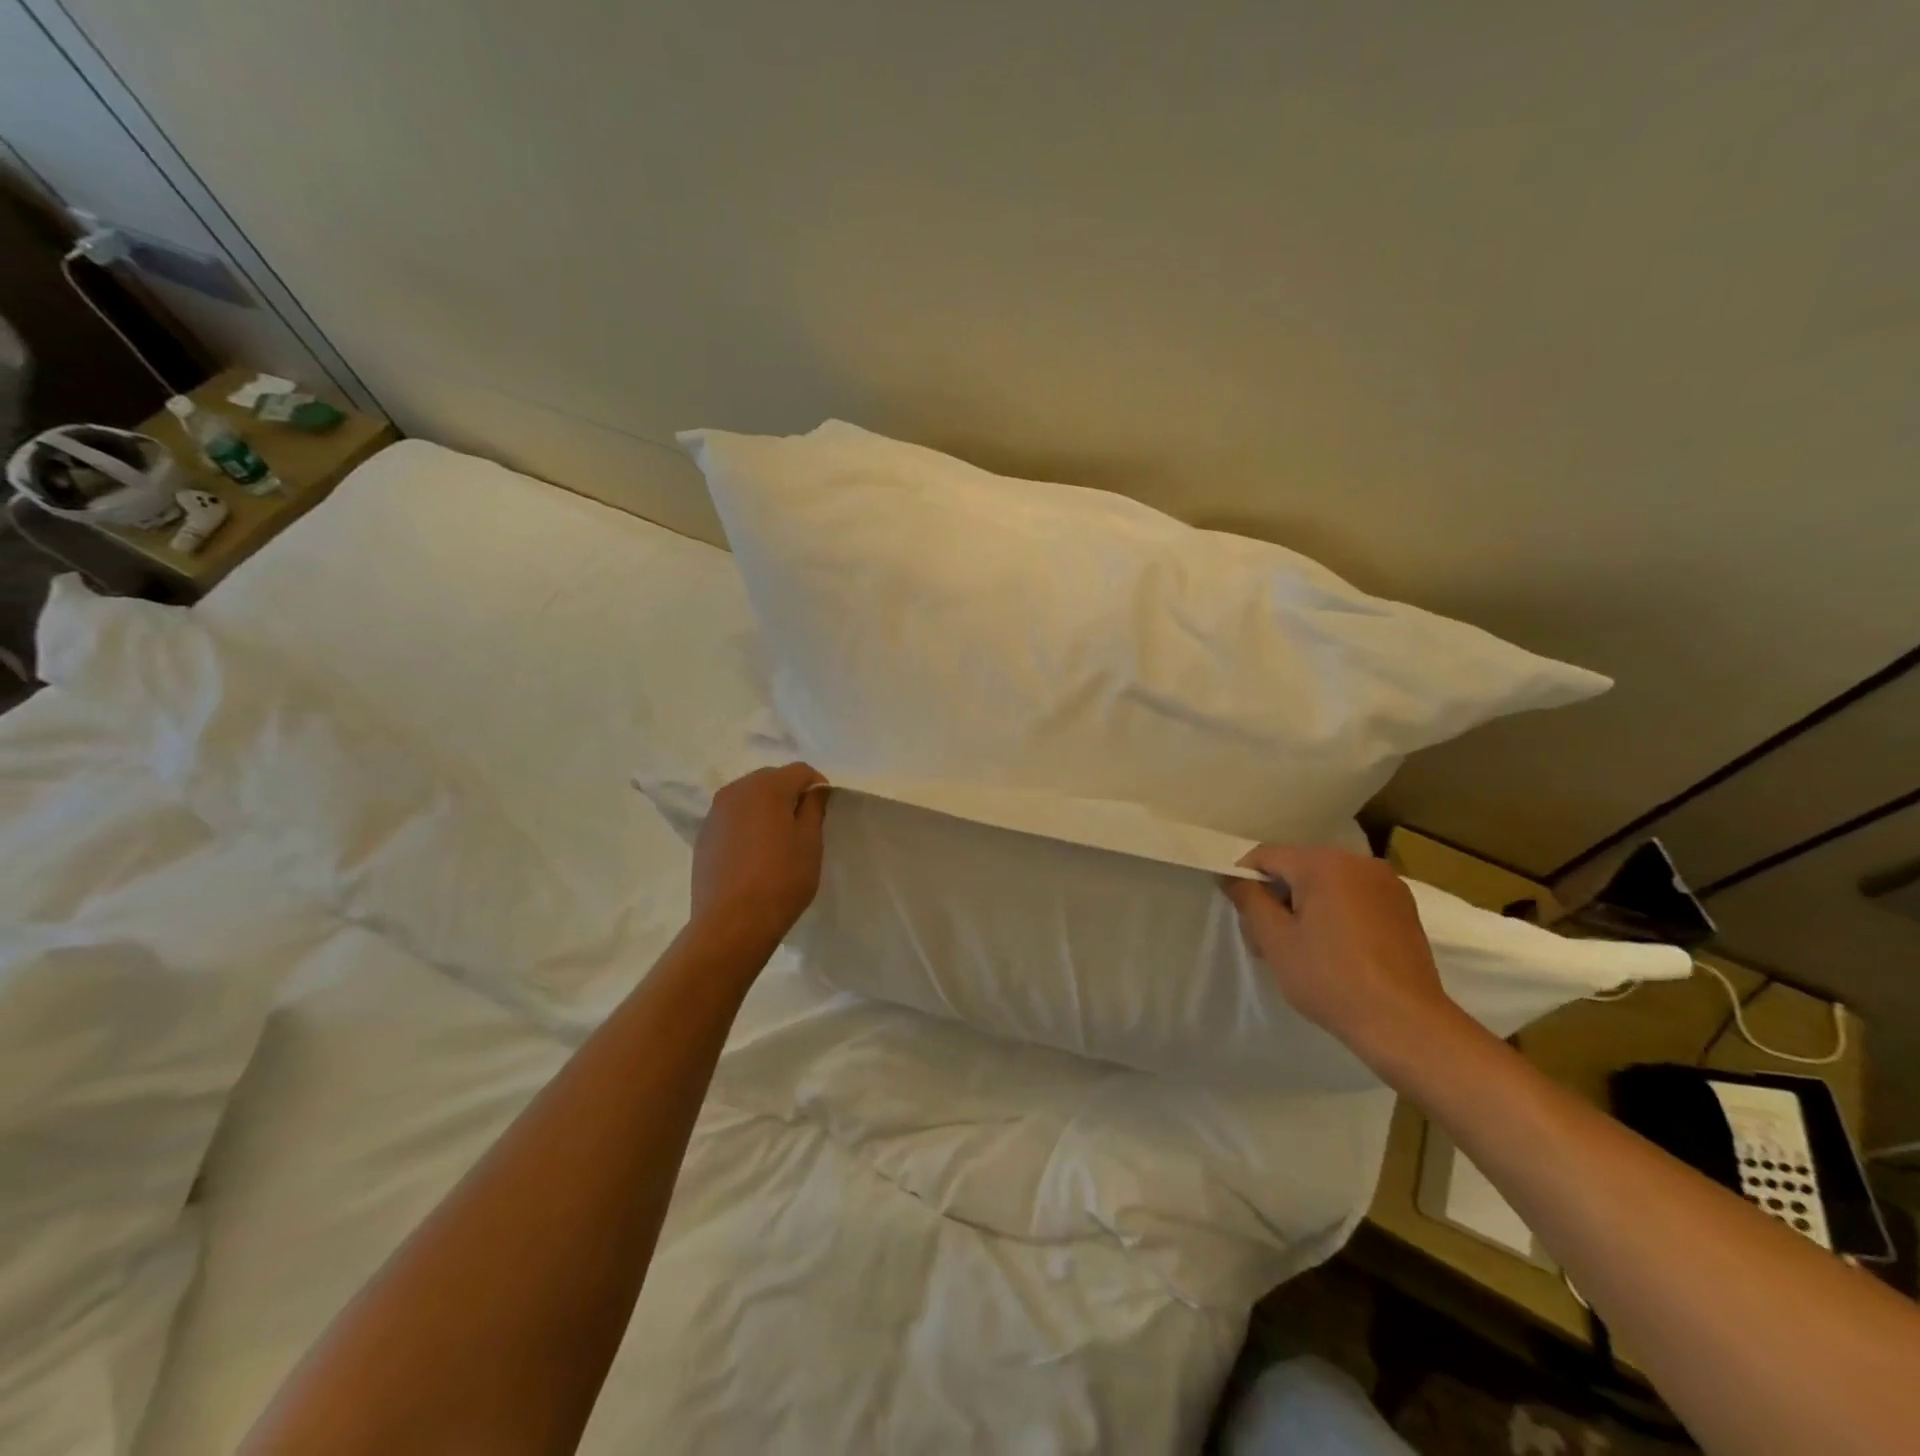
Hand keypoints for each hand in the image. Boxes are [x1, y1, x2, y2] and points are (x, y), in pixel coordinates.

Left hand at [690, 763, 829, 955]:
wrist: (732, 923)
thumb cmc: (781, 879)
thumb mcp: (810, 842)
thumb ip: (814, 807)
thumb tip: (814, 790)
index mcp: (766, 787)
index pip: (800, 770)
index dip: (817, 785)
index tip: (825, 810)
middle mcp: (736, 791)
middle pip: (771, 779)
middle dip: (790, 793)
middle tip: (804, 823)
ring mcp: (715, 813)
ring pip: (749, 797)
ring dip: (767, 808)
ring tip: (778, 839)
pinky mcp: (704, 836)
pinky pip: (733, 818)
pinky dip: (747, 824)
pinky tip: (755, 853)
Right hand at [1223, 845, 1457, 1064]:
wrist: (1405, 1024)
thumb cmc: (1331, 978)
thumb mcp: (1275, 940)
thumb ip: (1249, 900)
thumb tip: (1232, 877)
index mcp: (1324, 863)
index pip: (1266, 857)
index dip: (1244, 880)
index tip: (1241, 915)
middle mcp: (1359, 862)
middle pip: (1298, 868)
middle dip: (1277, 896)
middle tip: (1267, 940)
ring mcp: (1387, 884)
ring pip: (1327, 883)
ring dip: (1307, 906)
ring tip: (1302, 949)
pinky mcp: (1404, 908)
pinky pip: (1355, 897)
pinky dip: (1337, 913)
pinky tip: (1336, 950)